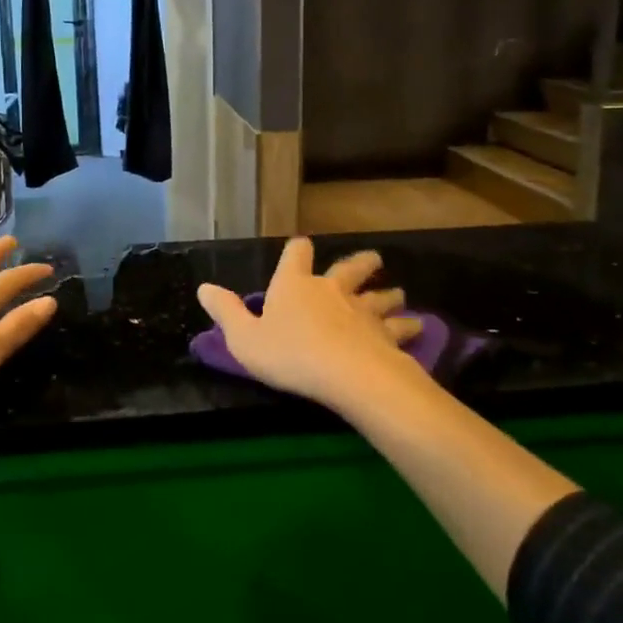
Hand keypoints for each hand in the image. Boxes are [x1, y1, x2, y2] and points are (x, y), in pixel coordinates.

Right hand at [196, 237, 423, 408]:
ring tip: (399, 295)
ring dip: (389, 295)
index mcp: (294, 285)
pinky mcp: (387, 334)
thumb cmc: (289, 354)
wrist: (345, 373)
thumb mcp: (244, 338)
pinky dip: (408, 326)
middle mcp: (331, 289)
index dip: (296, 250)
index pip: (296, 254)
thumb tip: (204, 287)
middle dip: (360, 264)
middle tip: (373, 261)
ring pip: (380, 296)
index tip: (300, 249)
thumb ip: (226, 312)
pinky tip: (418, 327)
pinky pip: (400, 326)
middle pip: (350, 267)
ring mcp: (363, 310)